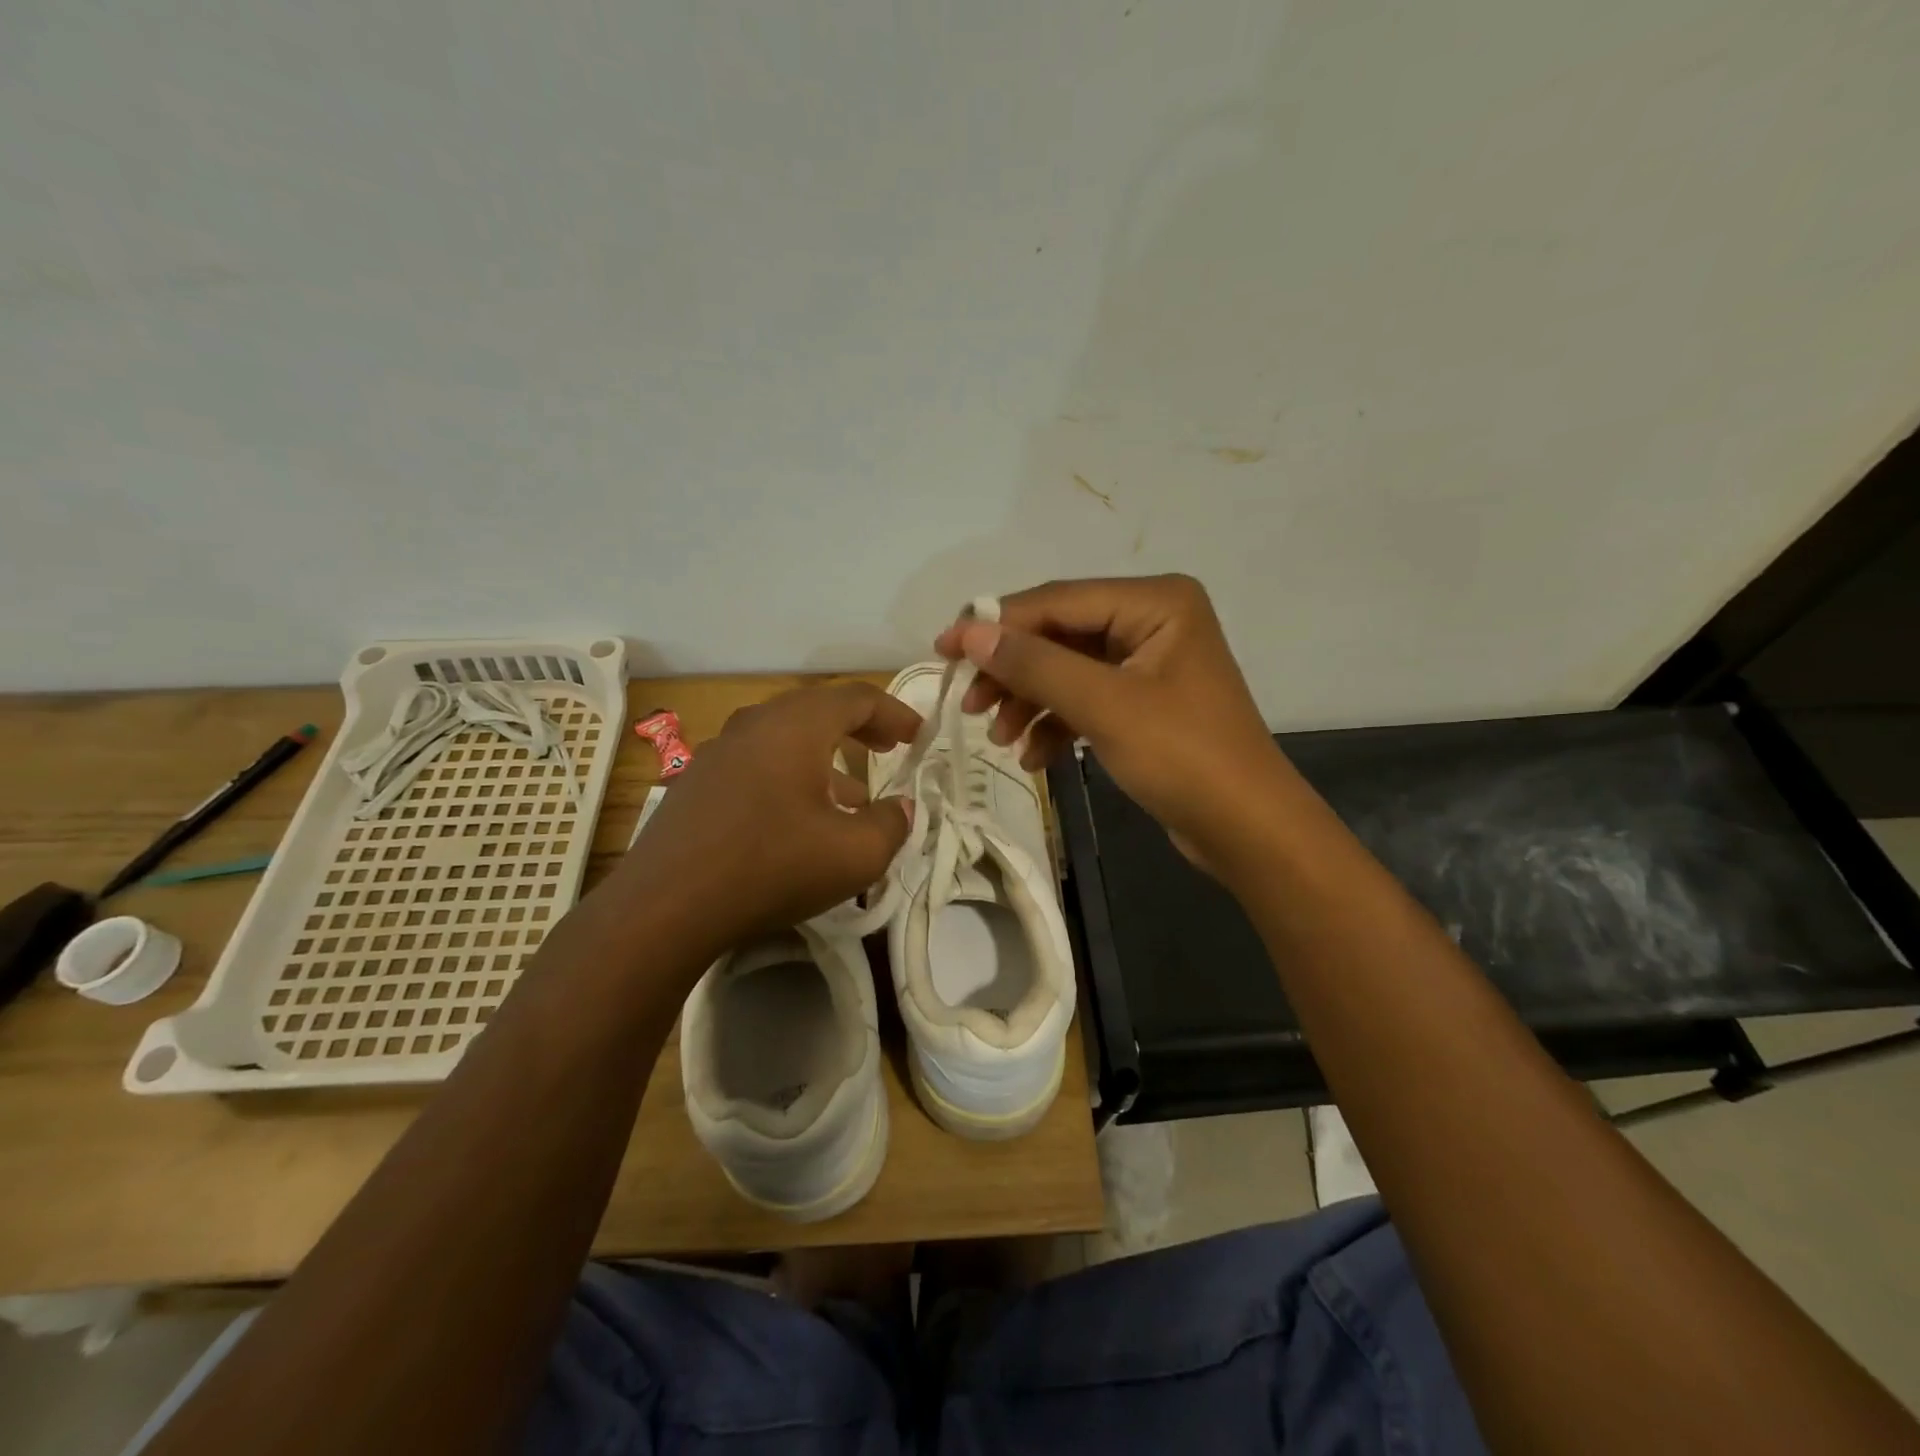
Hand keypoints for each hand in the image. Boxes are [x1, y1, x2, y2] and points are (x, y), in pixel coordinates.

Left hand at [617, 682, 919, 946]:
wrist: (665, 907)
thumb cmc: (772, 867)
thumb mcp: (855, 854)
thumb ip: (892, 824)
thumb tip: (901, 808)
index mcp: (796, 725)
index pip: (857, 698)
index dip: (895, 713)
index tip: (919, 736)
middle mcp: (755, 724)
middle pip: (817, 709)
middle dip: (859, 728)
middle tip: (888, 748)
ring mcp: (718, 751)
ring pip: (785, 737)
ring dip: (825, 756)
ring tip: (852, 795)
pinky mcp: (696, 782)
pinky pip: (757, 762)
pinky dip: (791, 775)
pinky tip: (799, 818)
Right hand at [935, 575, 1289, 865]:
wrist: (1247, 830)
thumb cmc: (1183, 757)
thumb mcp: (1104, 706)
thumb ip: (1035, 664)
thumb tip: (970, 633)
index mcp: (1155, 602)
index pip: (1058, 601)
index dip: (996, 624)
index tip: (943, 650)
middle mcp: (1152, 620)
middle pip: (1059, 635)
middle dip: (1013, 671)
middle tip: (969, 703)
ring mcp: (1148, 663)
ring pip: (1067, 670)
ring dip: (1030, 702)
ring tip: (1000, 737)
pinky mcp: (1144, 702)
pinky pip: (1086, 700)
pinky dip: (1057, 724)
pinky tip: (1035, 757)